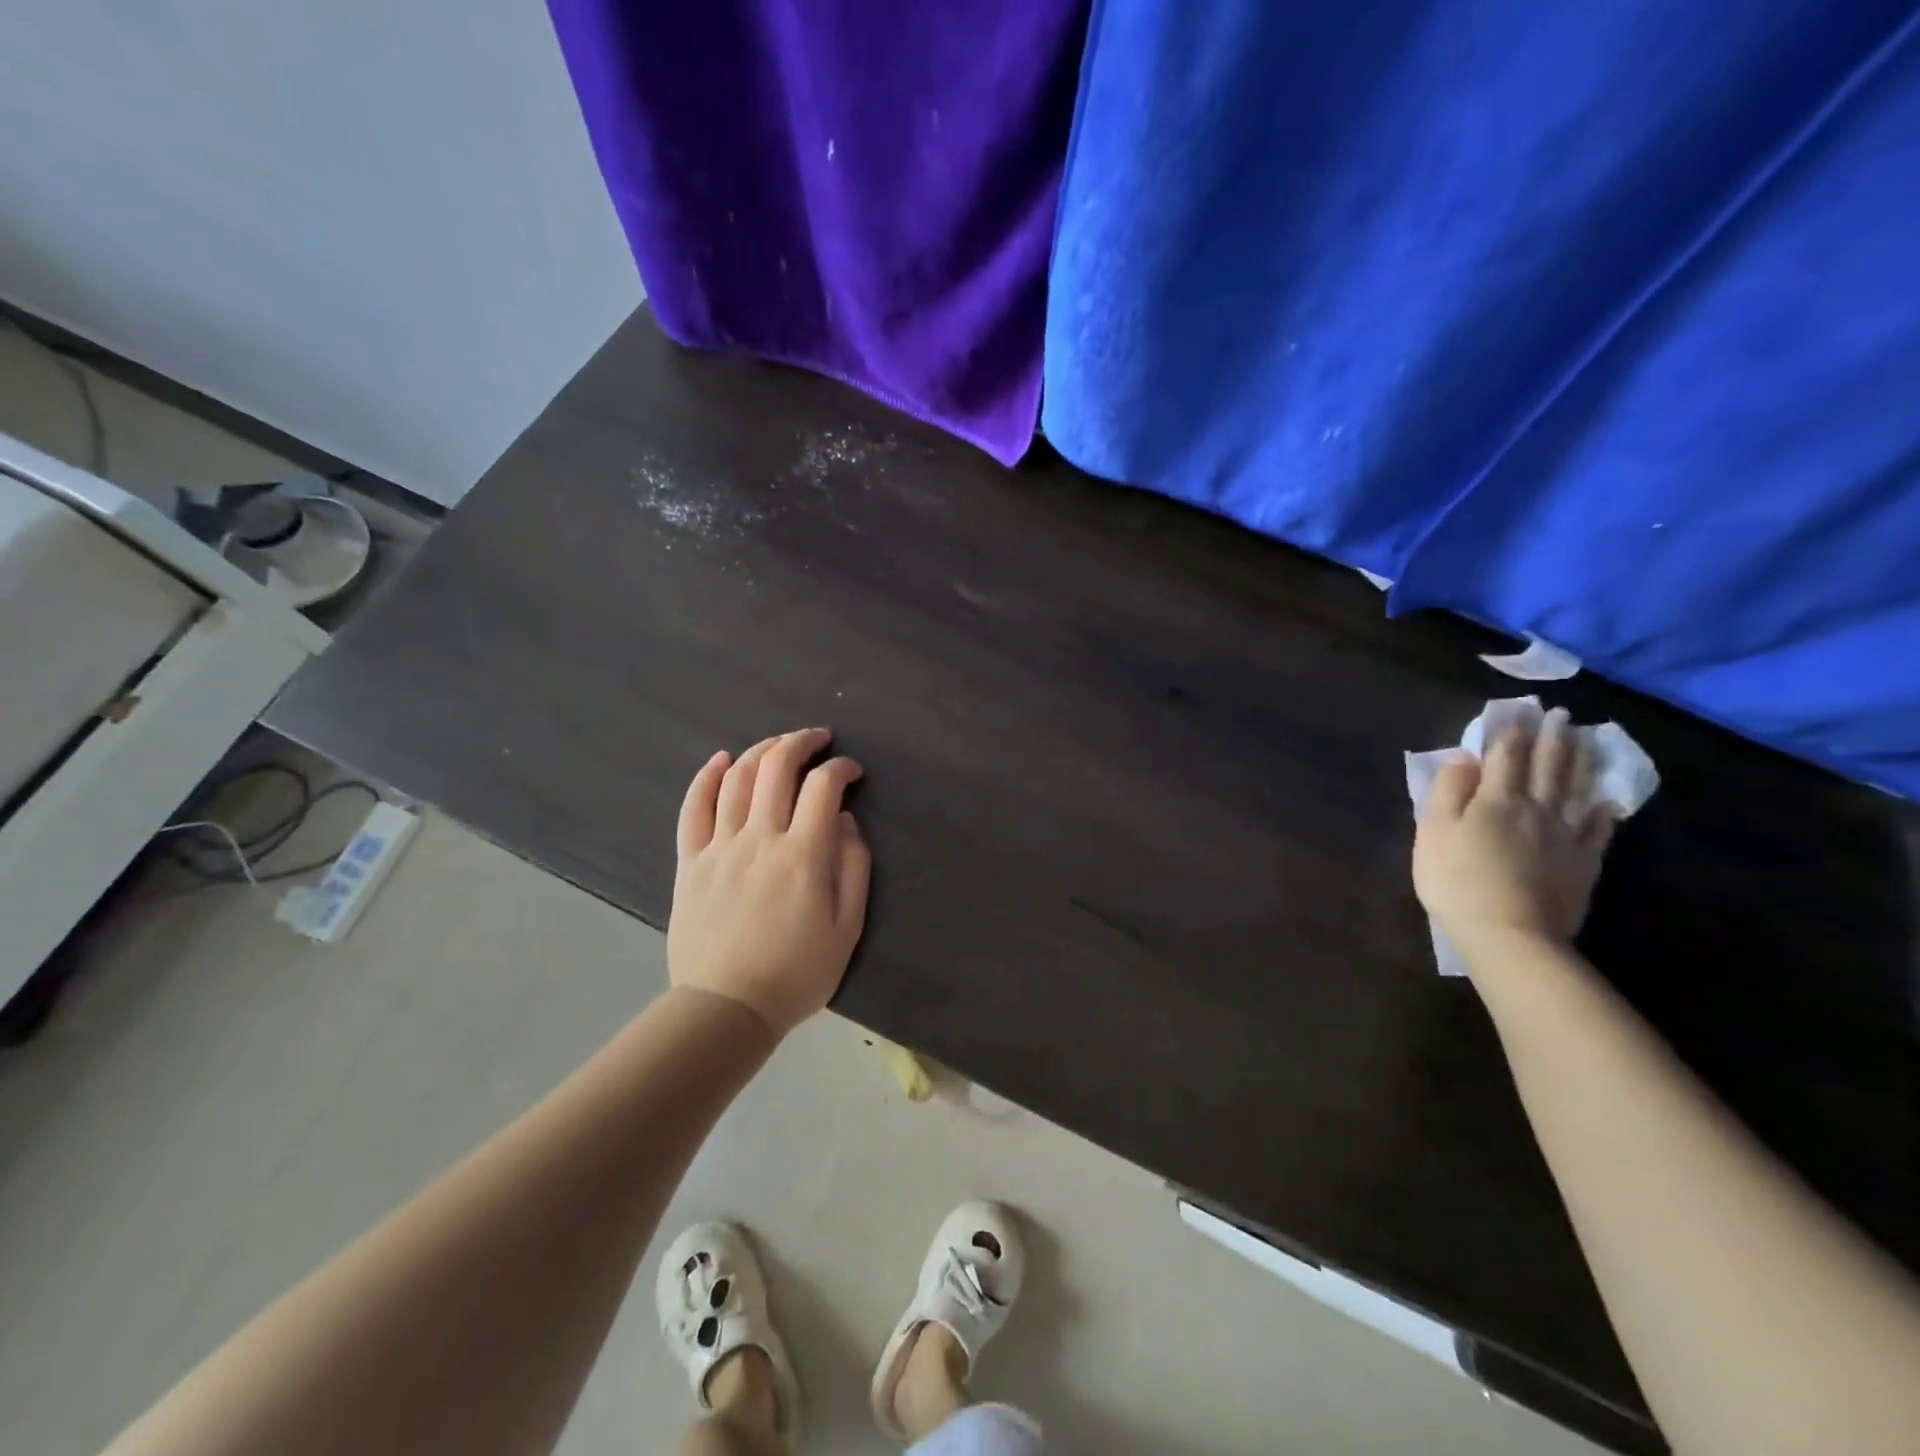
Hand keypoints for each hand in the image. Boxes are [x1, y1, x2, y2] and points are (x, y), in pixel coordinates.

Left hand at [668, 728, 870, 1038]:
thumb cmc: (797, 973)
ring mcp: (720, 847)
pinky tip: (721, 759)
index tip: (851, 771)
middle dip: (801, 742)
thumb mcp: (847, 928)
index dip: (841, 768)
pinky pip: (694, 807)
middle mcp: (760, 838)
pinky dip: (706, 776)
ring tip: (778, 744)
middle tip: (818, 738)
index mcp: (803, 855)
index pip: (823, 787)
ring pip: (737, 778)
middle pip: (777, 768)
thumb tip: (845, 821)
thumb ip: (853, 868)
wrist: (728, 1008)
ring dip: (761, 750)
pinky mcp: (691, 861)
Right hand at [1413, 707, 1615, 960]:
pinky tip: (1605, 799)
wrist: (1508, 933)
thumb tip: (1465, 758)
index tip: (1517, 709)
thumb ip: (1448, 791)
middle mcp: (1536, 808)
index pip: (1504, 755)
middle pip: (1546, 766)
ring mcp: (1565, 836)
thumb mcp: (1433, 831)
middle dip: (1551, 737)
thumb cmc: (1456, 879)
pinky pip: (1597, 829)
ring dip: (1580, 761)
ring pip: (1576, 789)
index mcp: (1495, 799)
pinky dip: (1601, 809)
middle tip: (1560, 714)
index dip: (1510, 730)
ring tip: (1584, 740)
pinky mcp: (1583, 863)